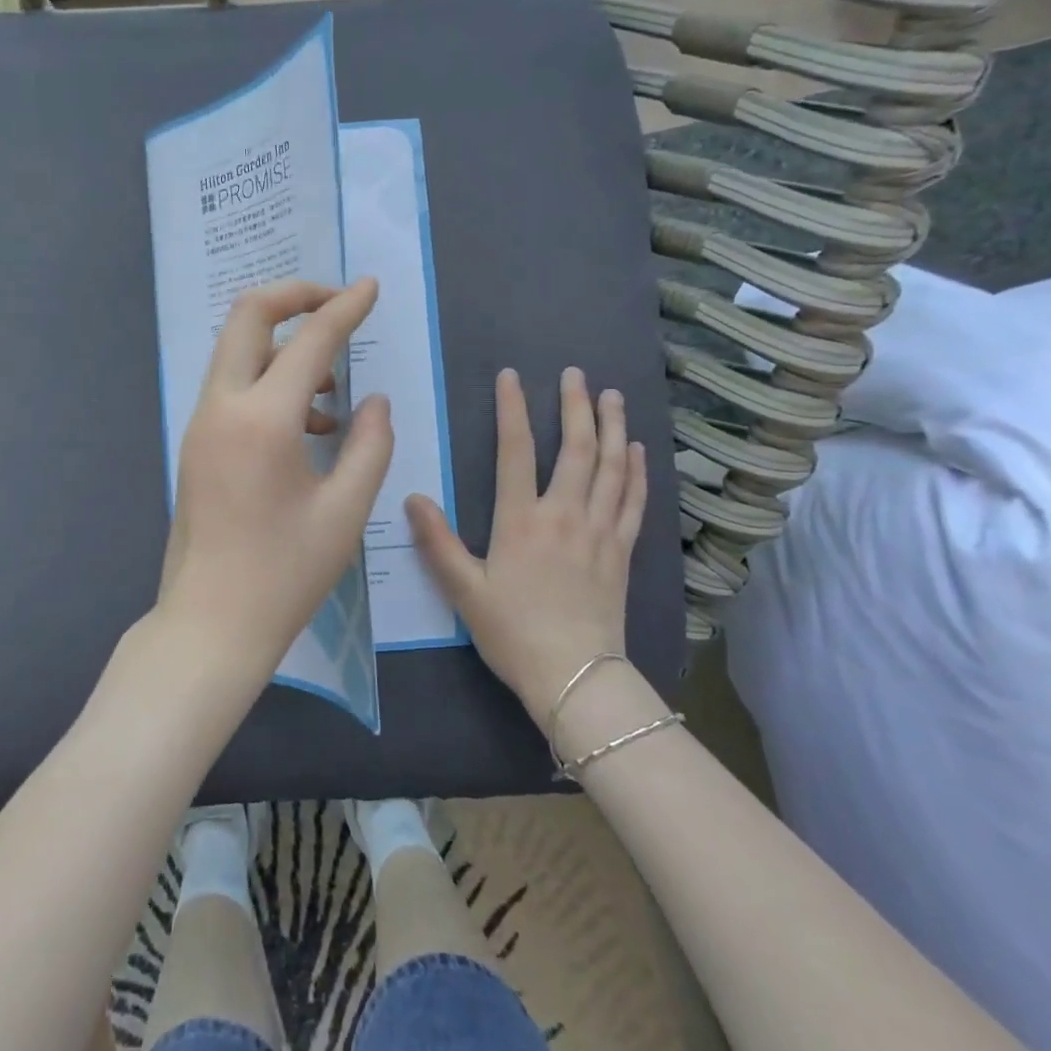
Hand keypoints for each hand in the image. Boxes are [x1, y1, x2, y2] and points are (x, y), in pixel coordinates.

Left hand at [154, 278, 393, 693]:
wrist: (210, 624)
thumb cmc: (284, 574)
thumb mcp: (345, 511)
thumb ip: (370, 444)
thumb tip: (372, 400)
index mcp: (262, 419)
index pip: (310, 340)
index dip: (345, 307)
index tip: (371, 287)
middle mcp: (222, 407)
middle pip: (248, 316)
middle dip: (295, 297)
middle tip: (338, 306)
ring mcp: (202, 424)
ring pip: (237, 351)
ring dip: (284, 346)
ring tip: (332, 390)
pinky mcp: (197, 444)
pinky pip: (233, 387)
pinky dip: (270, 383)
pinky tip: (309, 427)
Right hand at [406, 367, 647, 729]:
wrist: (575, 676)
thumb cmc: (512, 632)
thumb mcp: (463, 590)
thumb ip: (437, 542)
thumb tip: (412, 498)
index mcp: (521, 520)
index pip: (516, 450)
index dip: (513, 409)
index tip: (512, 377)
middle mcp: (564, 514)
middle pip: (576, 448)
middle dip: (576, 405)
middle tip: (576, 374)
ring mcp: (599, 530)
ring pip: (611, 467)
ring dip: (613, 427)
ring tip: (613, 396)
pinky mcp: (623, 550)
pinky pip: (634, 501)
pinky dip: (637, 472)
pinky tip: (639, 451)